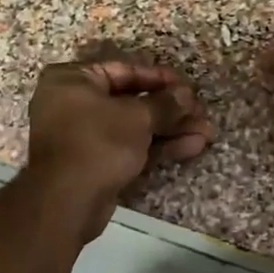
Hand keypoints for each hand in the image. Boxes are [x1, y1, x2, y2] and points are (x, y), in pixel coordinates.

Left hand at [25, 60, 212, 237]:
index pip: (123, 70)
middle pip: (131, 102)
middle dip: (170, 110)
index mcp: (72, 80)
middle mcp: (74, 104)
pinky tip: (192, 147)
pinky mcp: (96, 165)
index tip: (188, 86)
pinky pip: (130, 149)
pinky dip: (158, 148)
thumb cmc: (98, 142)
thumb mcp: (137, 117)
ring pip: (134, 128)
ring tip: (206, 133)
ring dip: (170, 130)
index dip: (159, 78)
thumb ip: (165, 104)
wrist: (66, 201)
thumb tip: (187, 95)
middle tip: (201, 113)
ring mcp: (84, 137)